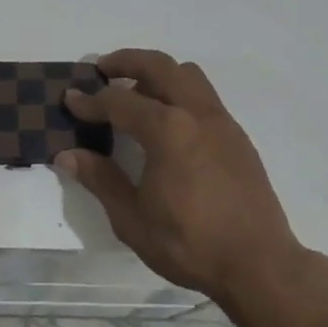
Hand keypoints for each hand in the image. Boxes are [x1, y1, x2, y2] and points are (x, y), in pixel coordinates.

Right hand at [58, 49, 305, 303]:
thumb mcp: (132, 219)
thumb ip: (101, 180)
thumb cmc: (190, 244)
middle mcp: (196, 114)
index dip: (90, 101)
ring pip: (188, 75)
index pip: (119, 102)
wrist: (259, 265)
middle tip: (102, 70)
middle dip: (127, 61)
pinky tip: (167, 124)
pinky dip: (179, 92)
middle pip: (159, 66)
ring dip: (157, 73)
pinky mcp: (237, 137)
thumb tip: (67, 155)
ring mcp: (222, 122)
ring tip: (135, 92)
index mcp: (168, 131)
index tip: (70, 99)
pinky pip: (204, 96)